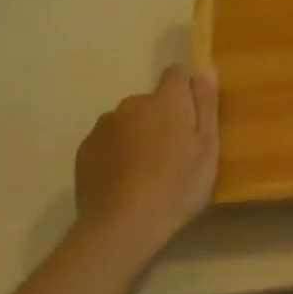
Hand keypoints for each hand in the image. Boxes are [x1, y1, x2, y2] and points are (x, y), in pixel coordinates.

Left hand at [73, 65, 219, 263]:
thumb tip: (205, 65)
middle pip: (152, 102)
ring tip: (146, 173)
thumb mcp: (207, 148)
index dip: (186, 92)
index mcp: (165, 100)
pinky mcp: (85, 150)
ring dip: (138, 136)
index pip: (177, 74)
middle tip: (173, 156)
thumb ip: (206, 103)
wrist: (121, 228)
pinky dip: (116, 154)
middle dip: (162, 119)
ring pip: (128, 123)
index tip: (192, 119)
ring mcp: (104, 126)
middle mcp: (132, 104)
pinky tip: (124, 182)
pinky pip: (108, 143)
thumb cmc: (176, 186)